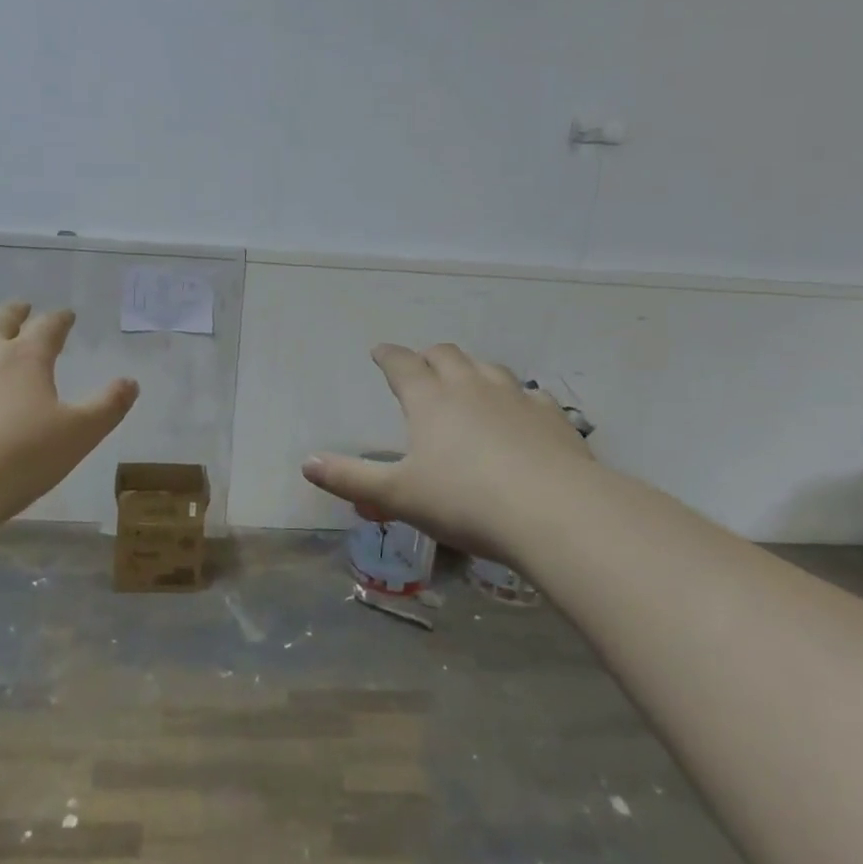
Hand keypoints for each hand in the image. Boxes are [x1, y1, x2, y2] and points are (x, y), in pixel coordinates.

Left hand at [0, 301, 138, 524]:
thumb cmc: (16, 459)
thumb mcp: (78, 436)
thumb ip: (107, 407)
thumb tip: (130, 382)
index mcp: (27, 357)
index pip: (49, 326)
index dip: (60, 319)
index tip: (67, 315)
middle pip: (0, 319)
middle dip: (15, 312)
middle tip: (22, 309)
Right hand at [302, 343, 594, 559]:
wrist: (554, 511)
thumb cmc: (465, 501)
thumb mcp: (398, 496)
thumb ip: (351, 478)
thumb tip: (307, 462)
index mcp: (429, 399)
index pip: (401, 365)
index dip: (388, 356)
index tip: (379, 352)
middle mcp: (470, 386)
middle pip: (445, 355)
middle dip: (428, 357)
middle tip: (421, 366)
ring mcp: (515, 397)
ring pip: (488, 368)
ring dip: (472, 370)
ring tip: (467, 383)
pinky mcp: (551, 416)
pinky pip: (529, 394)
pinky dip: (516, 397)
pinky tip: (520, 412)